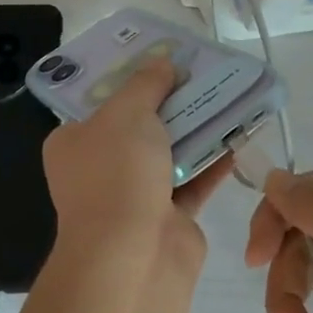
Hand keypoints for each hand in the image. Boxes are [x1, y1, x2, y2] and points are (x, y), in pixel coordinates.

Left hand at [41, 57, 230, 274]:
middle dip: (170, 101)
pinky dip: (213, 160)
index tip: (159, 58)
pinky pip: (194, 180)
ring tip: (228, 95)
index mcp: (74, 142)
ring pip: (170, 152)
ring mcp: (135, 195)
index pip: (99, 103)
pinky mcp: (169, 217)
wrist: (135, 255)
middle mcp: (101, 168)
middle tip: (201, 72)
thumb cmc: (117, 173)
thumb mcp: (127, 113)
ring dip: (197, 128)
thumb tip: (162, 62)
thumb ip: (146, 84)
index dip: (129, 79)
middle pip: (139, 125)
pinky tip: (238, 134)